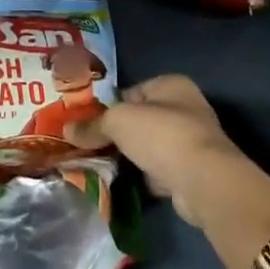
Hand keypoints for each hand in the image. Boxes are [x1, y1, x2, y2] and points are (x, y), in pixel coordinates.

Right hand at [75, 75, 269, 228]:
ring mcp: (190, 142)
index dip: (108, 106)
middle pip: (139, 120)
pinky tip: (121, 183)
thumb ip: (93, 125)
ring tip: (99, 165)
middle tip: (88, 145)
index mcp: (171, 85)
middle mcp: (185, 108)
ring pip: (148, 146)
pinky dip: (142, 177)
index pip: (131, 92)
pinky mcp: (191, 172)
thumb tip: (67, 130)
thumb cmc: (161, 134)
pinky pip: (157, 170)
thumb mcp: (118, 121)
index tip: (86, 123)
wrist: (203, 181)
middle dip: (116, 134)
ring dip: (129, 156)